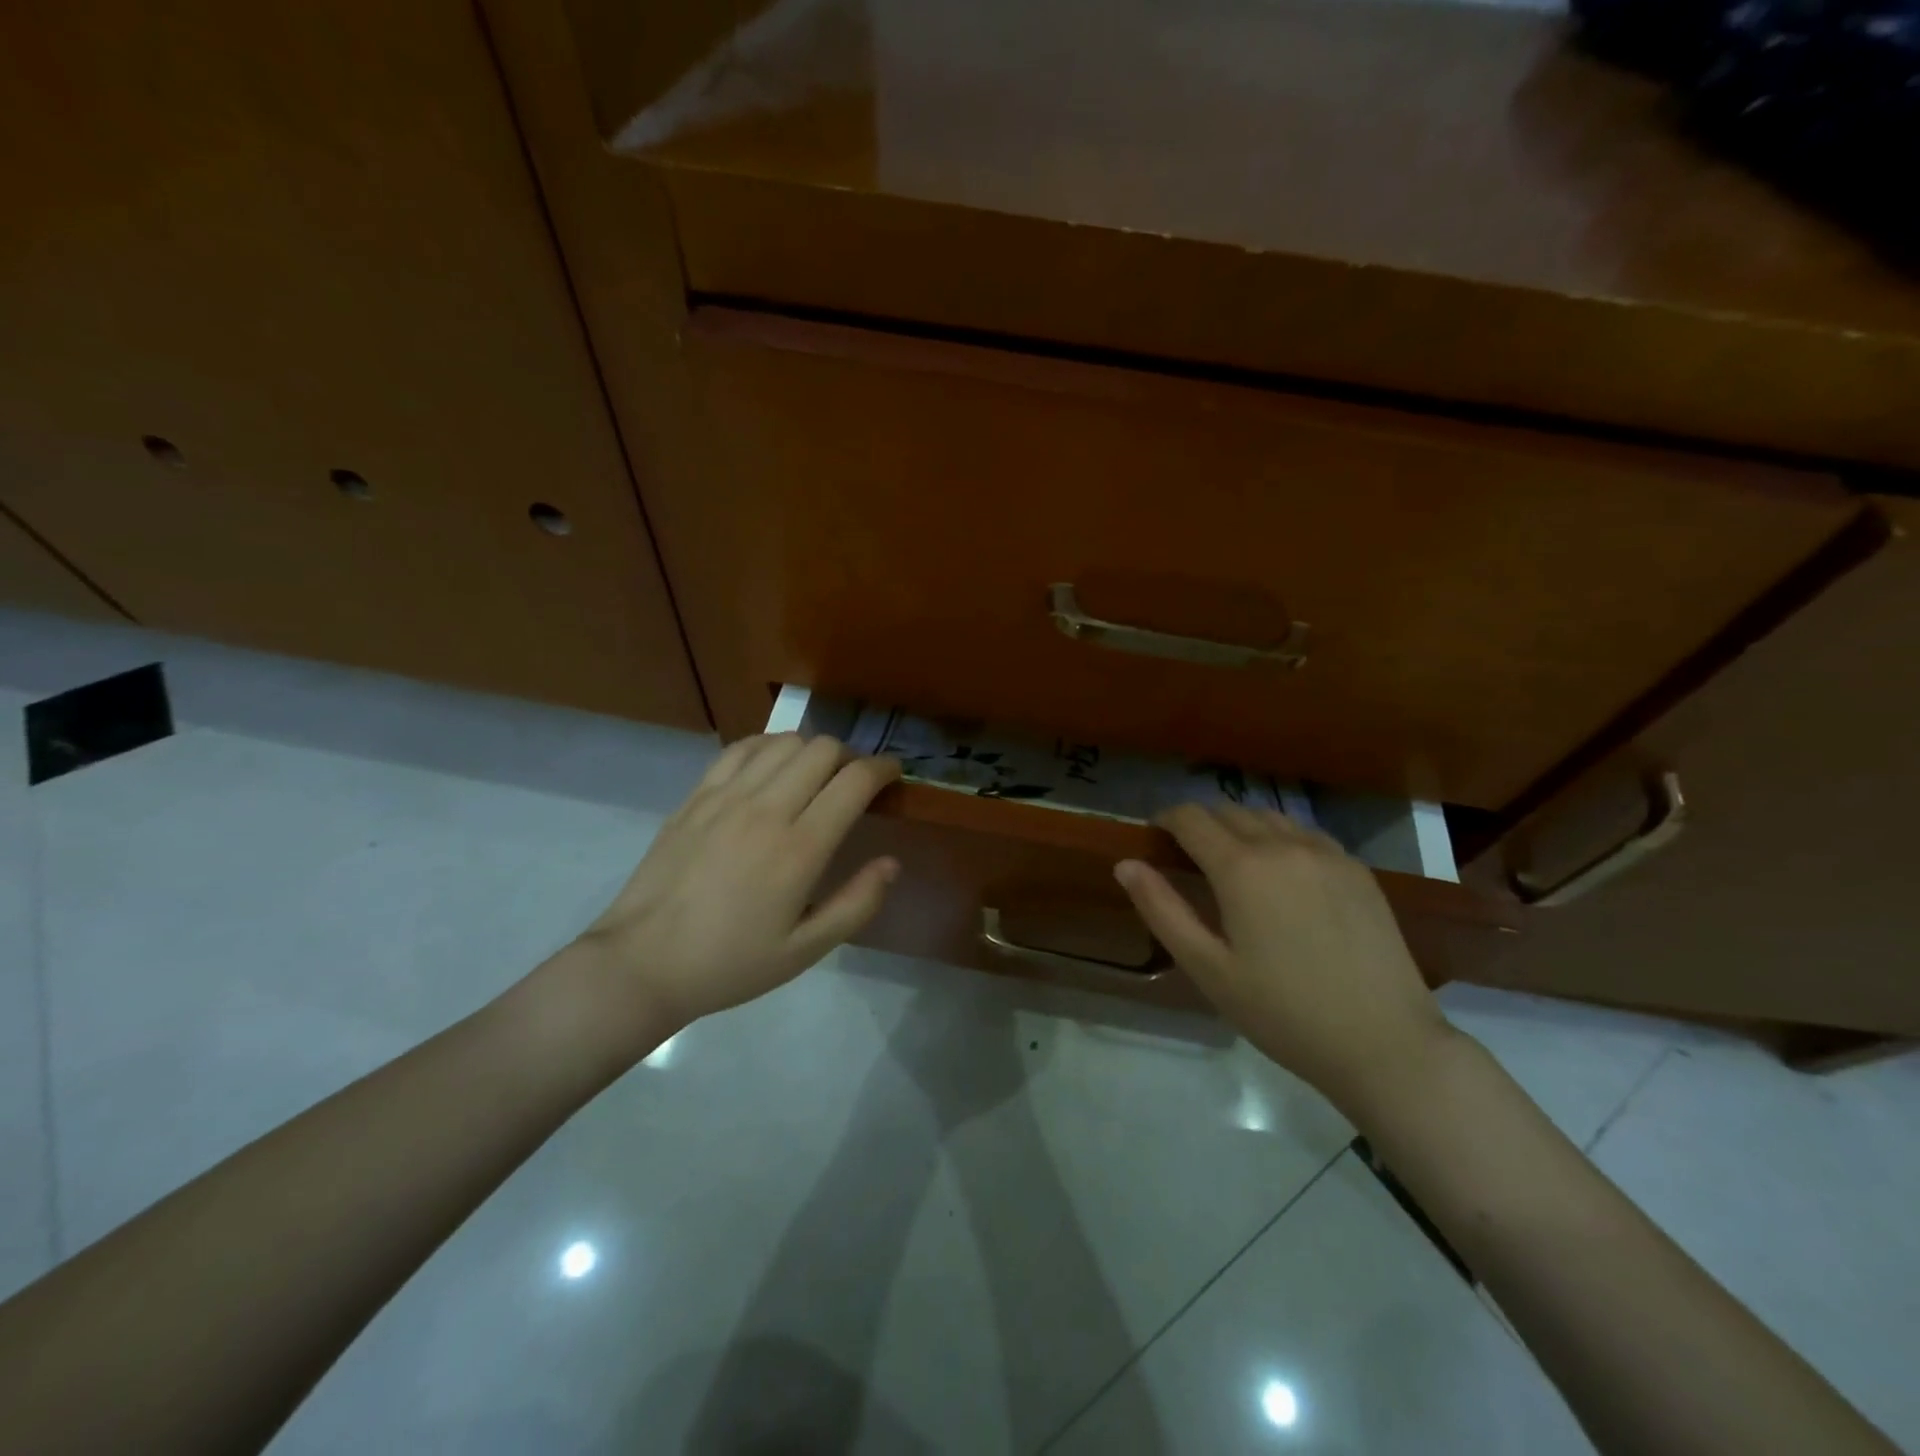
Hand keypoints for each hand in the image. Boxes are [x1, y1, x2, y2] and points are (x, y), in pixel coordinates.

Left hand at [562, 734, 902, 1058]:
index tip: (894, 775)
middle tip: (855, 782)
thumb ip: (856, 905)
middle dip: (851, 756)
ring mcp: (726, 796)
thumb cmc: (731, 963)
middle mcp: (766, 809)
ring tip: (816, 775)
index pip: (854, 781)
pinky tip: (773, 767)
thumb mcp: (805, 950)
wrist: (643, 963)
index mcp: (799, 848)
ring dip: (812, 750)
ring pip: (784, 742)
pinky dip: (769, 746)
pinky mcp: (697, 795)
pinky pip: (742, 748)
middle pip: (822, 749)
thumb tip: (891, 863)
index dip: (883, 769)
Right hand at [1113, 804, 1452, 1109]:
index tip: (1154, 836)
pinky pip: (1305, 833)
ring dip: (1240, 826)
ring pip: (1269, 816)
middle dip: (1200, 823)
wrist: (1385, 1044)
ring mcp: (1327, 853)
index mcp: (1242, 868)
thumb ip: (1162, 910)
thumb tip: (1125, 864)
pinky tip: (1281, 873)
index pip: (1191, 818)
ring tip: (1232, 862)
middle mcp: (1284, 845)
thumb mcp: (1209, 968)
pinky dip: (1279, 837)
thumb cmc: (1283, 1013)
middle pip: (1229, 810)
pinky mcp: (1357, 869)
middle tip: (1187, 856)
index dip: (1165, 819)